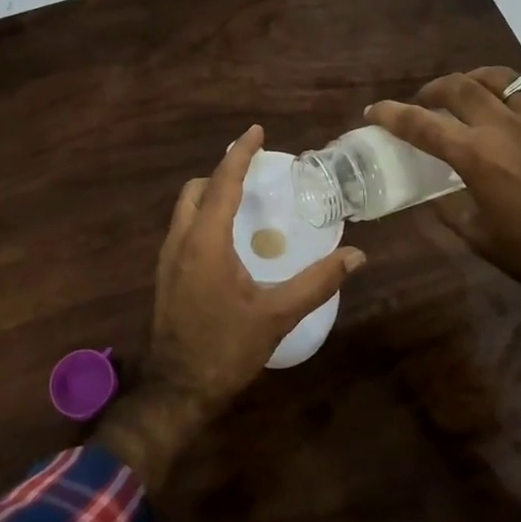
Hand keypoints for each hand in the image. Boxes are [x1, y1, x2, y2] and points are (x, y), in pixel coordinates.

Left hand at [95, 125, 364, 497]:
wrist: (177, 390)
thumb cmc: (226, 349)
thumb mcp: (277, 316)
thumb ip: (317, 282)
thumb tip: (356, 256)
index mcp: (206, 242)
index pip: (223, 182)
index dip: (240, 153)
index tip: (256, 131)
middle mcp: (180, 241)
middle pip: (197, 189)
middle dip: (222, 173)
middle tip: (254, 176)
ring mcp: (167, 259)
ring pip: (185, 209)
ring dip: (210, 196)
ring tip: (244, 203)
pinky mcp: (164, 276)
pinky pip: (182, 229)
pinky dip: (203, 218)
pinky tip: (227, 240)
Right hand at [367, 68, 520, 309]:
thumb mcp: (478, 237)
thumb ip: (449, 208)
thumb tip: (432, 195)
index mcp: (475, 156)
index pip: (421, 124)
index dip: (391, 114)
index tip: (374, 111)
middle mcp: (503, 126)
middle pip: (458, 87)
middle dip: (432, 89)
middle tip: (425, 101)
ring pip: (499, 78)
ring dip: (474, 80)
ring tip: (468, 91)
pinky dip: (516, 90)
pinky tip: (513, 101)